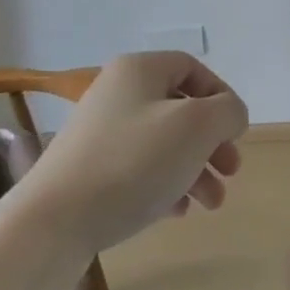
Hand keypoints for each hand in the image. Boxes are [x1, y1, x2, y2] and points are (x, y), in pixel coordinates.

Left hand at [23, 52, 249, 255]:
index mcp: (140, 69)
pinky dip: (164, 184)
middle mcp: (117, 91)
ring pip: (161, 142)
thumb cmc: (133, 161)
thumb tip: (230, 114)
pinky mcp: (88, 169)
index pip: (192, 68)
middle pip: (179, 108)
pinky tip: (177, 212)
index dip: (221, 96)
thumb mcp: (196, 127)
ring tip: (211, 204)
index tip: (236, 132)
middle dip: (211, 141)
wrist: (53, 221)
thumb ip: (226, 111)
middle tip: (231, 172)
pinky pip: (138, 168)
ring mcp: (99, 132)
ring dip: (194, 168)